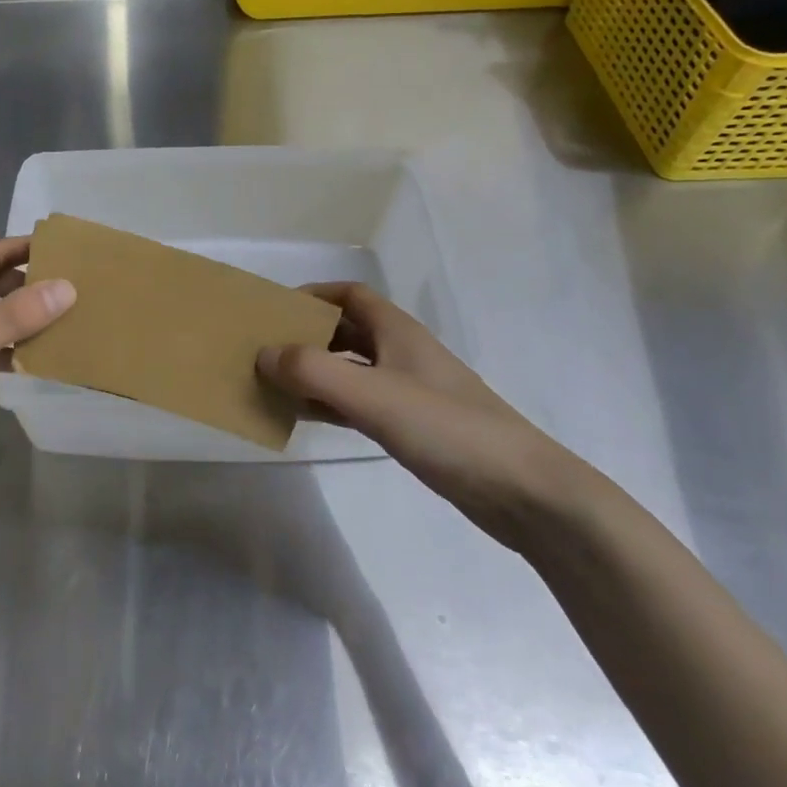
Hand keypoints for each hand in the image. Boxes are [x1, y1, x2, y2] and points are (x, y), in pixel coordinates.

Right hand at [256, 283, 588, 550]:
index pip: (350, 295)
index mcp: (398, 332)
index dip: (313, 295)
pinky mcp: (413, 426)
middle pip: (346, 330)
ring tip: (272, 383)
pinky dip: (330, 403)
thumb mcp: (374, 396)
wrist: (523, 491)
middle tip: (264, 349)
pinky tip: (305, 417)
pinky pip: (359, 403)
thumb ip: (314, 372)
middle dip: (307, 334)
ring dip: (314, 372)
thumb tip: (263, 354)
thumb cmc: (448, 429)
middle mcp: (402, 354)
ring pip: (350, 369)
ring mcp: (409, 391)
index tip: (274, 309)